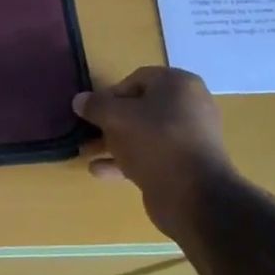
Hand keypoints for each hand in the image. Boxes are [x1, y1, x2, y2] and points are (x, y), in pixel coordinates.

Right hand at [73, 67, 236, 241]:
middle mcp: (188, 107)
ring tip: (86, 152)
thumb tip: (80, 100)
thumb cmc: (155, 141)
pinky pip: (149, 156)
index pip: (137, 79)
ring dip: (113, 142)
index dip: (110, 94)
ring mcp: (188, 138)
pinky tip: (99, 171)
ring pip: (142, 134)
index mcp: (178, 85)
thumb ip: (95, 106)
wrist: (194, 194)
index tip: (92, 111)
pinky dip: (125, 161)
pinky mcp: (184, 165)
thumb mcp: (116, 117)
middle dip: (108, 121)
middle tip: (86, 132)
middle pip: (139, 108)